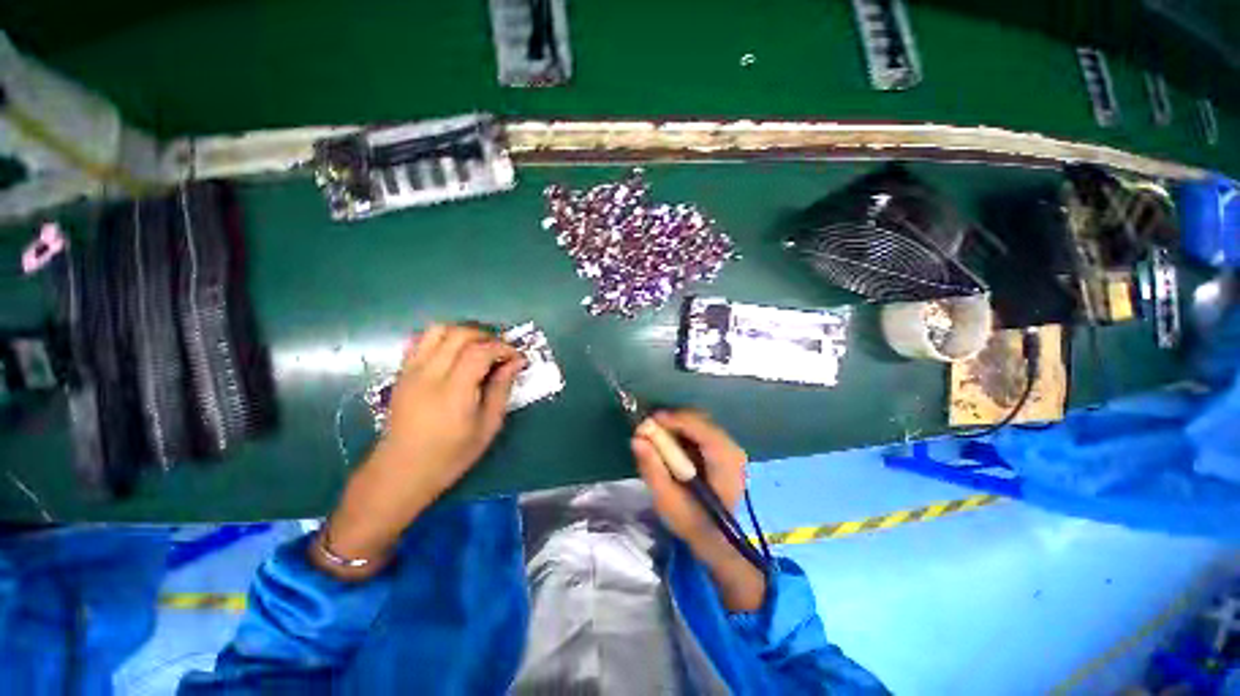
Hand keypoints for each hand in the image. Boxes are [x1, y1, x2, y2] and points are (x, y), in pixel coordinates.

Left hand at [313, 324, 524, 580]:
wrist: (401, 470)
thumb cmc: (450, 455)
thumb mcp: (487, 427)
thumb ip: (501, 390)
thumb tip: (515, 363)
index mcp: (453, 391)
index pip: (480, 351)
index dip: (503, 348)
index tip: (517, 358)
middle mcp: (429, 374)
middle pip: (460, 334)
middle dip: (487, 336)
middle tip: (501, 351)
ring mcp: (411, 371)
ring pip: (438, 330)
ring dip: (464, 332)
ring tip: (480, 347)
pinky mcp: (402, 372)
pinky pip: (421, 340)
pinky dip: (443, 337)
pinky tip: (455, 352)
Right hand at [632, 411, 766, 610]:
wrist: (716, 539)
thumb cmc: (692, 523)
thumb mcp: (667, 502)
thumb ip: (653, 469)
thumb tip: (637, 438)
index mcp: (726, 464)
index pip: (702, 430)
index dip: (675, 420)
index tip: (649, 421)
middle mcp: (733, 450)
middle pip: (701, 421)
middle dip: (672, 421)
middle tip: (648, 429)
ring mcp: (731, 447)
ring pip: (700, 422)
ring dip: (676, 425)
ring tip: (655, 435)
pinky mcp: (723, 448)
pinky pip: (700, 429)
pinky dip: (682, 430)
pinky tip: (669, 442)